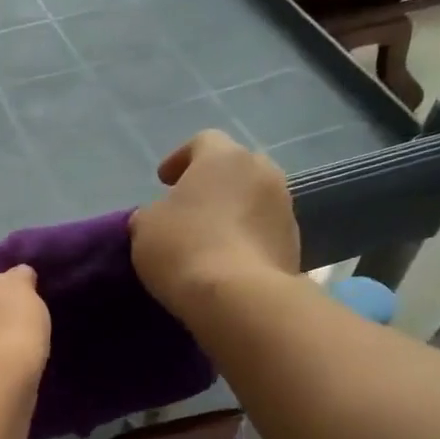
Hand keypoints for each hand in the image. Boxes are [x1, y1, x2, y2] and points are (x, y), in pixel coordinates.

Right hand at [130, 130, 300, 315]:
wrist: (239, 297)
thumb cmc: (185, 248)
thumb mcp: (145, 227)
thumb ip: (152, 213)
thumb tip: (160, 216)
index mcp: (224, 157)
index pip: (203, 141)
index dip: (180, 158)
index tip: (164, 180)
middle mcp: (263, 172)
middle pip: (235, 169)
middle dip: (213, 185)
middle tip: (190, 208)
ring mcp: (285, 208)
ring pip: (254, 200)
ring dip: (234, 213)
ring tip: (210, 239)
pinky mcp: (295, 244)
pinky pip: (264, 232)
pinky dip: (247, 240)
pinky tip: (228, 262)